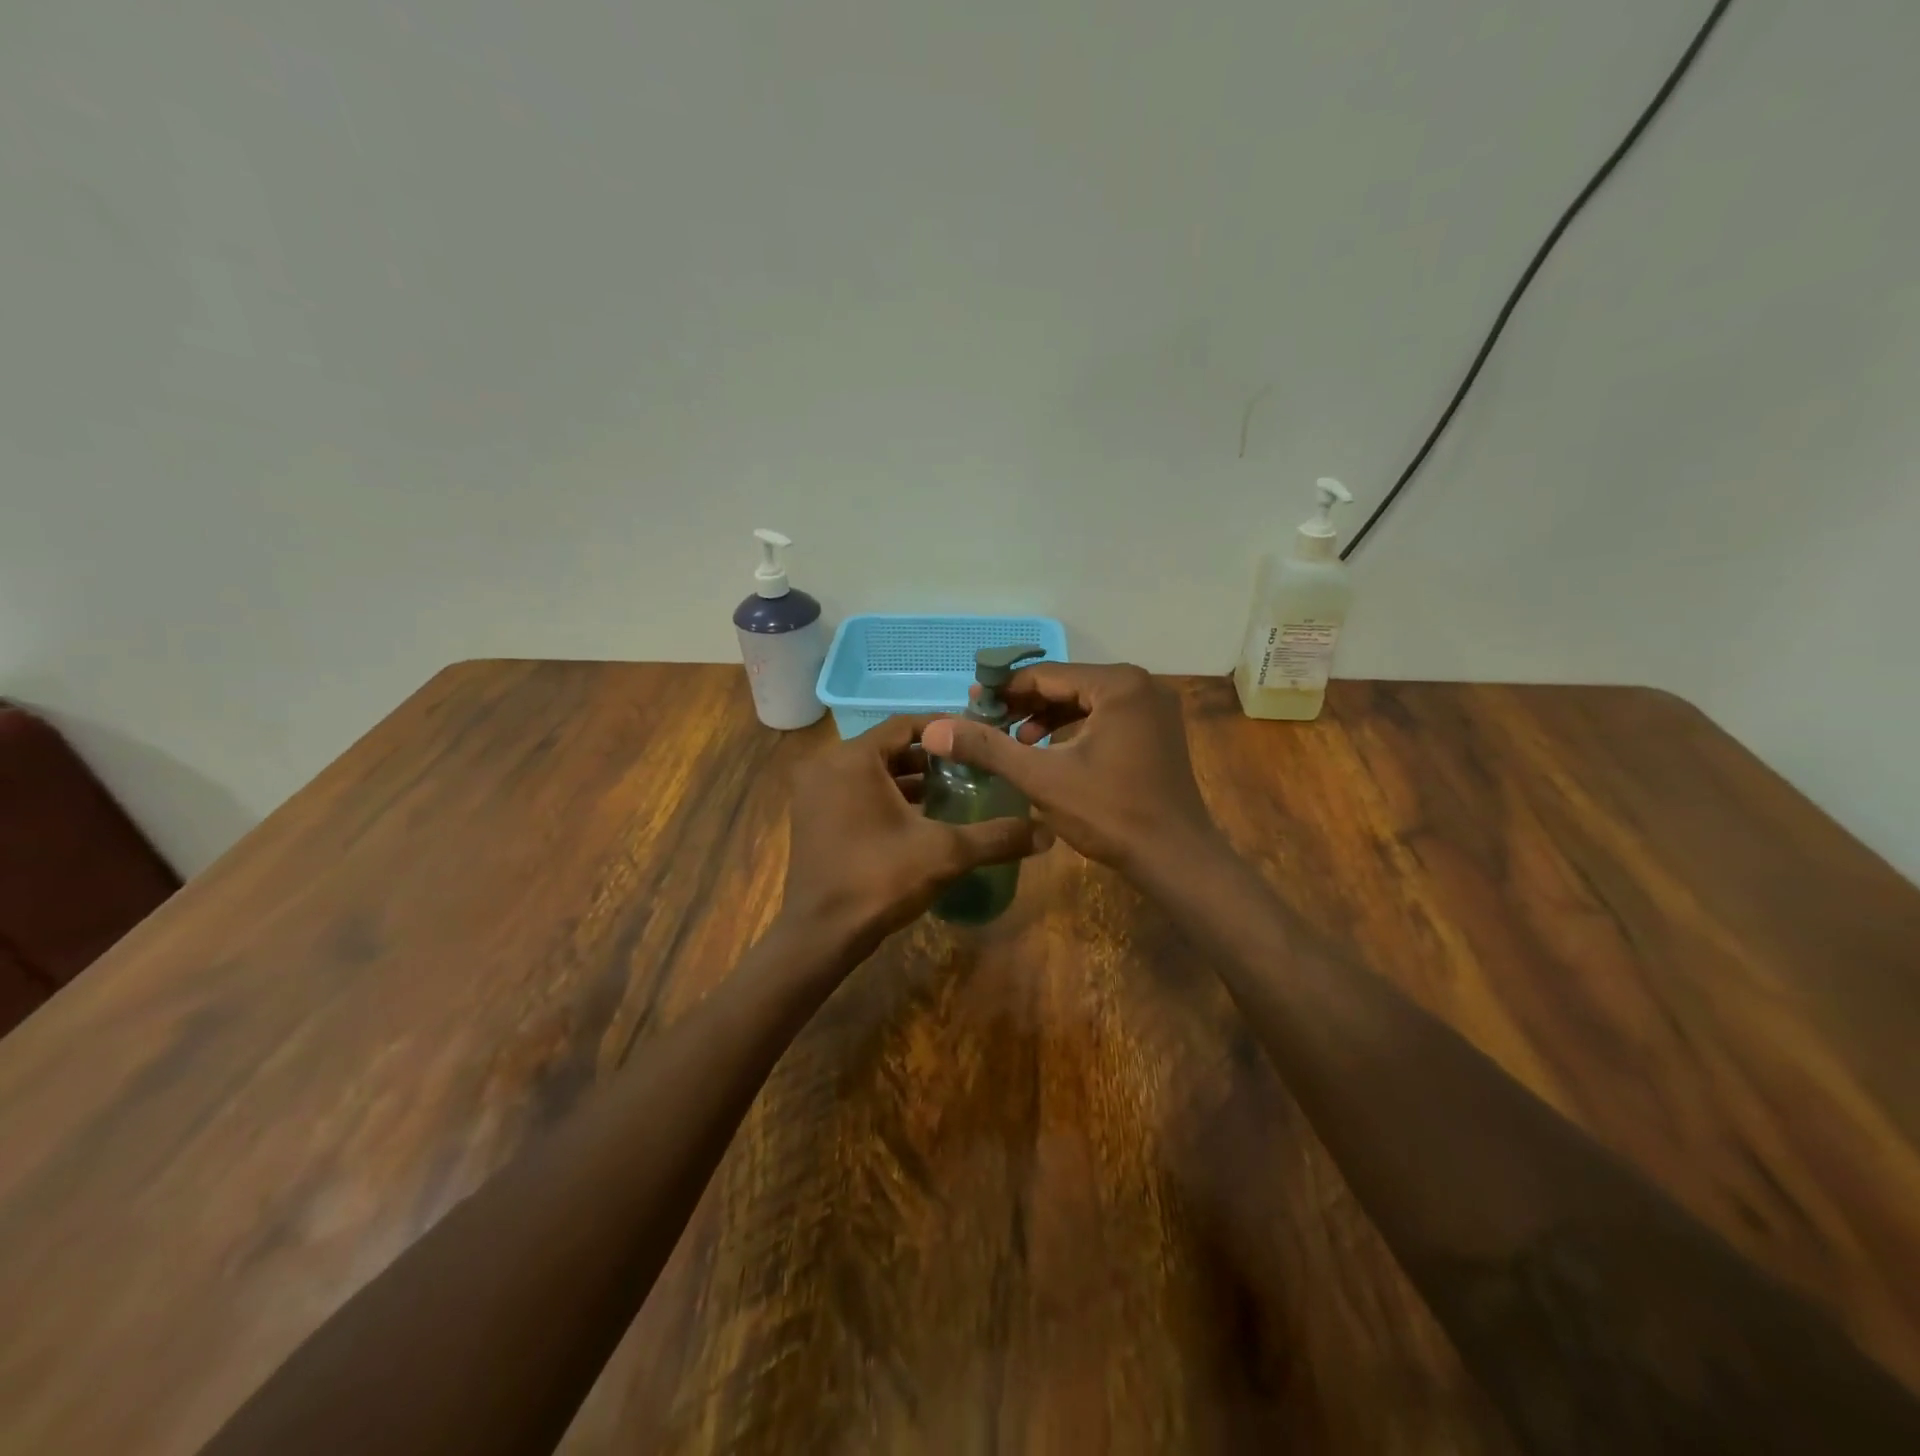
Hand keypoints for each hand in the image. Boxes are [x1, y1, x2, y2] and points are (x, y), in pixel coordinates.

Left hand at [782, 714, 1050, 953]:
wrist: (821, 934)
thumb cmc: (880, 879)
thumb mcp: (946, 853)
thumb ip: (997, 837)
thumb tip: (1048, 833)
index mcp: (853, 759)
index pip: (905, 724)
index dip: (944, 729)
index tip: (977, 739)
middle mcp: (828, 767)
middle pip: (888, 747)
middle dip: (929, 757)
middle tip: (969, 767)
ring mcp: (814, 793)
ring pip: (871, 772)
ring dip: (908, 779)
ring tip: (952, 792)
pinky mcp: (812, 818)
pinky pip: (855, 792)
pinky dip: (885, 797)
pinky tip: (919, 818)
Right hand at [920, 664, 1222, 880]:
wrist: (1175, 858)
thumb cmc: (1110, 813)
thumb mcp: (1042, 778)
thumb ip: (989, 749)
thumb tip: (936, 729)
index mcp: (1118, 684)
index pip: (1047, 675)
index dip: (1005, 690)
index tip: (971, 705)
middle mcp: (1141, 685)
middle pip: (1068, 685)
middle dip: (1026, 705)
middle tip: (988, 724)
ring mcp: (1154, 709)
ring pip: (1086, 702)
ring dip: (1048, 719)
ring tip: (1016, 741)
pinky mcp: (1158, 732)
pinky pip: (1106, 719)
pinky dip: (1075, 731)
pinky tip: (1051, 752)